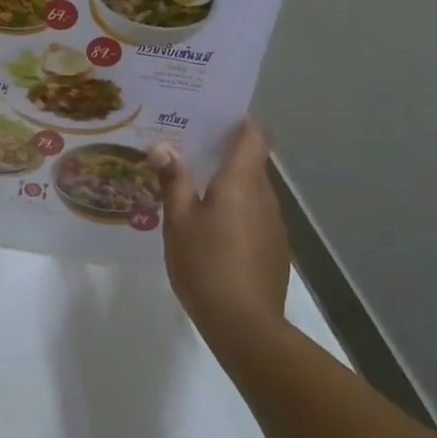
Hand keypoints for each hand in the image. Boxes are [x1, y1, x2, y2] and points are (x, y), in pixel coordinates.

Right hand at [149, 120, 289, 337]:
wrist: (245, 325)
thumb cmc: (206, 263)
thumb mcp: (178, 220)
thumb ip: (173, 180)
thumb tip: (163, 146)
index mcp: (242, 181)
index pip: (254, 134)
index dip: (239, 119)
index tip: (212, 112)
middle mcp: (264, 195)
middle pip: (250, 160)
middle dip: (222, 150)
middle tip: (185, 145)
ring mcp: (273, 223)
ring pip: (250, 189)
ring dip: (226, 182)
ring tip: (190, 183)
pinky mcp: (272, 248)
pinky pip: (252, 214)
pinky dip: (233, 208)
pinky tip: (208, 225)